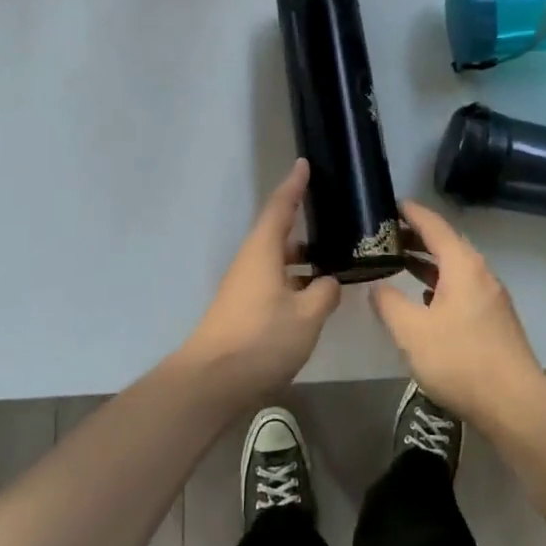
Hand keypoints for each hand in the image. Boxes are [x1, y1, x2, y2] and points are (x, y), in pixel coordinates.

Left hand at [178, 160, 340, 405]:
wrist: (211, 381)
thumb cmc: (261, 339)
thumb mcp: (306, 317)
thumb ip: (324, 294)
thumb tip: (330, 281)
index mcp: (263, 250)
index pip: (281, 207)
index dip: (294, 185)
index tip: (305, 164)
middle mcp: (251, 260)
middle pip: (278, 232)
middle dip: (303, 222)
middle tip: (334, 216)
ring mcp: (244, 285)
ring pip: (277, 259)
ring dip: (302, 255)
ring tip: (333, 255)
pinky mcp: (243, 308)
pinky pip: (274, 280)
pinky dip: (294, 278)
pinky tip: (313, 293)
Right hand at [373, 200, 544, 427]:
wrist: (516, 406)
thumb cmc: (460, 360)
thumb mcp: (412, 331)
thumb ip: (389, 303)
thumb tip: (378, 287)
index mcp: (462, 265)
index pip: (434, 225)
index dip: (411, 213)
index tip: (389, 204)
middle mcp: (480, 273)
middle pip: (446, 244)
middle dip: (416, 237)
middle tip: (385, 235)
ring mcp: (491, 297)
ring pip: (454, 268)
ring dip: (427, 262)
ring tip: (399, 262)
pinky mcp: (494, 321)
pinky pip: (462, 287)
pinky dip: (440, 283)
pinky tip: (425, 299)